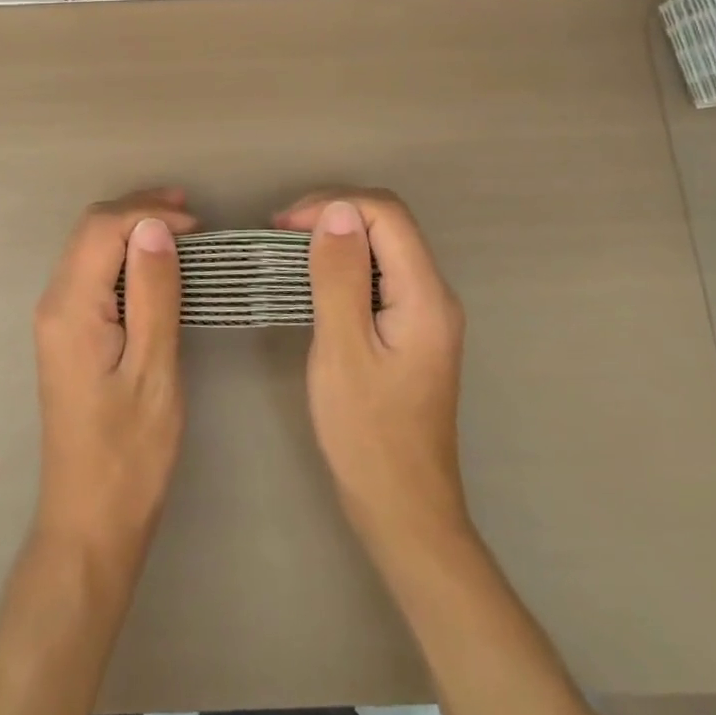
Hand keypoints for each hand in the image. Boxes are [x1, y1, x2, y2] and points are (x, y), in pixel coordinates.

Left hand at [32, 188, 195, 565]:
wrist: (90, 520)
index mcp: (70, 307)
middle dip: (139, 211)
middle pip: (90, 230)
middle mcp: (53, 301)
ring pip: (89, 247)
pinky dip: (124, 255)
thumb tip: (154, 227)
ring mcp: (55, 317)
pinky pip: (92, 272)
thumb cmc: (129, 454)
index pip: (102, 228)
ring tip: (181, 227)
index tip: (197, 225)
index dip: (148, 213)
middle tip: (192, 214)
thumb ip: (152, 294)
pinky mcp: (67, 332)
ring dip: (132, 228)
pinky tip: (155, 263)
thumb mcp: (153, 372)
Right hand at [274, 190, 470, 570]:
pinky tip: (313, 279)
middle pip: (389, 223)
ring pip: (383, 246)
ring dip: (336, 236)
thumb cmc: (367, 434)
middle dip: (333, 213)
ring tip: (289, 250)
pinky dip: (343, 263)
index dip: (334, 204)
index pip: (387, 214)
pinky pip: (379, 273)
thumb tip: (336, 210)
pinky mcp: (410, 329)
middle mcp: (434, 295)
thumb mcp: (343, 350)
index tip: (283, 225)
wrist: (403, 510)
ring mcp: (425, 313)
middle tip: (281, 233)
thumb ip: (339, 276)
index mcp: (425, 296)